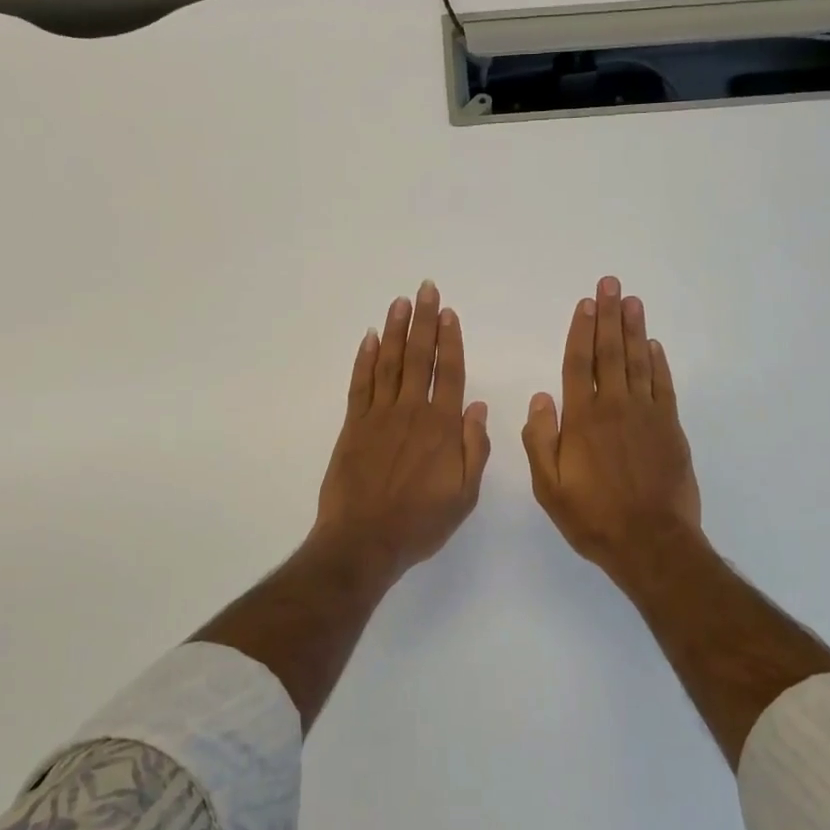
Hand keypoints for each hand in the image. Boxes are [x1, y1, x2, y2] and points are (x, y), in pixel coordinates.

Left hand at [313, 280, 491, 583]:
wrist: (364, 540)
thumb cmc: (420, 522)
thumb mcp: (464, 495)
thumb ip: (474, 448)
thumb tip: (476, 406)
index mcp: (441, 427)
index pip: (448, 373)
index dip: (449, 340)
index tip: (448, 312)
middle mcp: (411, 412)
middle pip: (418, 357)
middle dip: (423, 321)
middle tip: (424, 289)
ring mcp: (378, 416)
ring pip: (388, 363)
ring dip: (395, 330)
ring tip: (399, 302)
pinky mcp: (353, 426)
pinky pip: (360, 384)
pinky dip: (364, 359)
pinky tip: (370, 338)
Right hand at [523, 276, 701, 579]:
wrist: (651, 542)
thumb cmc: (593, 517)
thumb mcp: (549, 486)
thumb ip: (540, 440)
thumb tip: (541, 398)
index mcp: (582, 419)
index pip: (578, 364)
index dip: (581, 331)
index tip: (585, 303)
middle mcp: (614, 407)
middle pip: (610, 352)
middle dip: (609, 316)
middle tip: (610, 284)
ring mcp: (646, 415)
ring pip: (638, 362)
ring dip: (634, 329)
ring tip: (631, 300)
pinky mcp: (670, 428)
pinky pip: (663, 386)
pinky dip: (658, 363)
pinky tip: (654, 345)